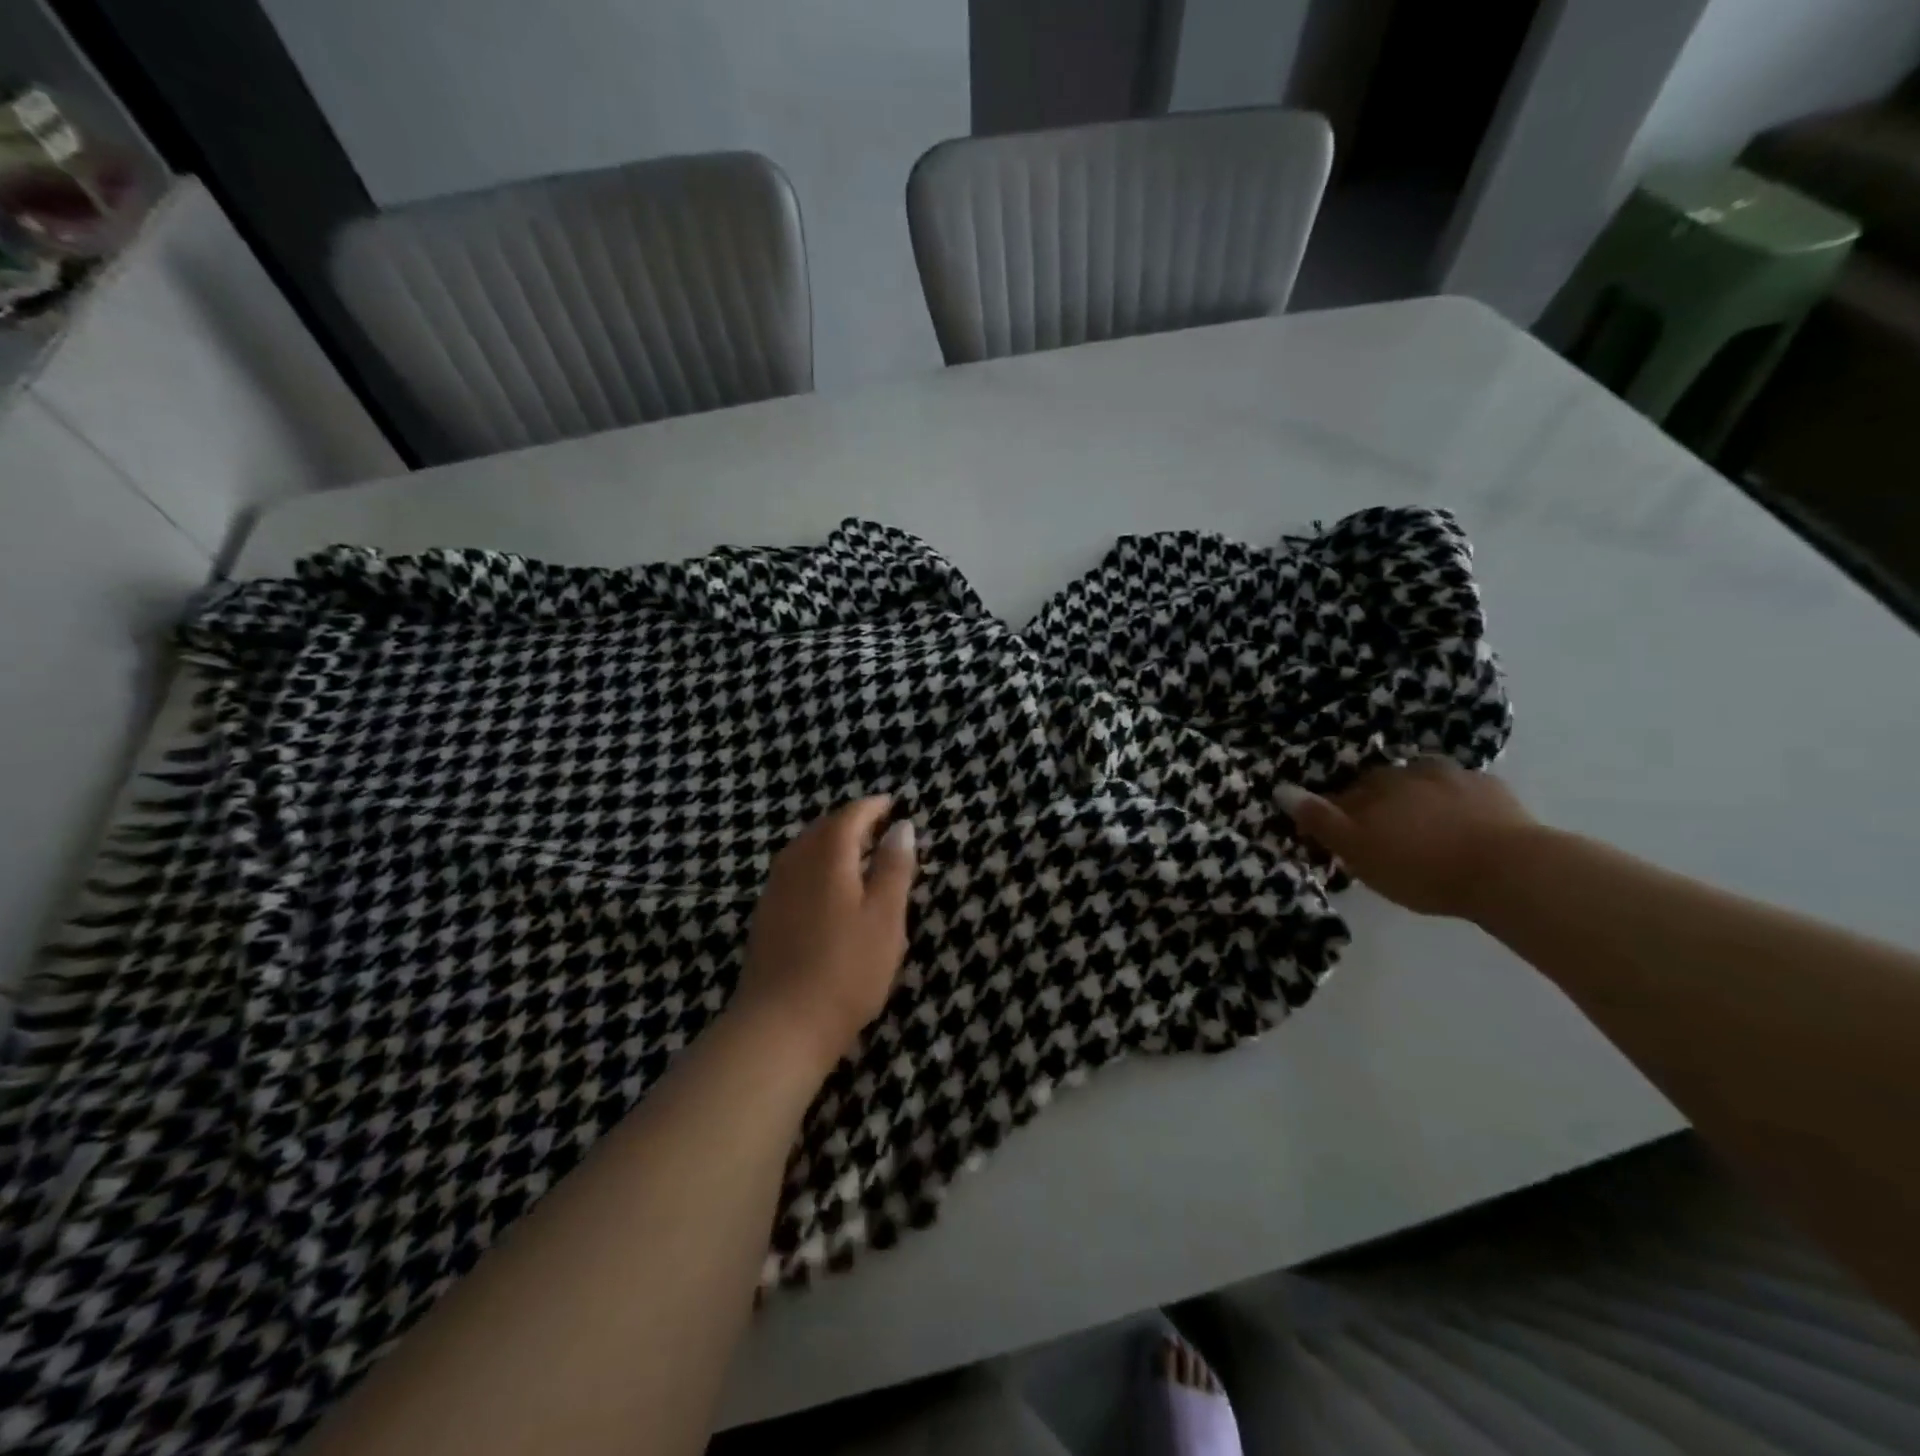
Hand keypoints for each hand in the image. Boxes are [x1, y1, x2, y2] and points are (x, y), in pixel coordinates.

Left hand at [732, 797, 917, 1074]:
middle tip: (879, 828)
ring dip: (831, 845)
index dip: (872, 807)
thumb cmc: (846, 970)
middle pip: (823, 829)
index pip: (850, 816)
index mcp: (827, 856)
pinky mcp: (765, 918)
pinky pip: (794, 873)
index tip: (892, 804)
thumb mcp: (885, 917)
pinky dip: (816, 867)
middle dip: (851, 823)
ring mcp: (774, 891)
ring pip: (804, 851)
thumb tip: (901, 826)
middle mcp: (795, 864)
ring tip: (858, 856)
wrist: (780, 1025)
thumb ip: (894, 868)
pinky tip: (829, 891)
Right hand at [1279, 759, 1538, 918]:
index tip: (1342, 839)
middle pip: (1381, 784)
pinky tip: (1463, 825)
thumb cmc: (1421, 867)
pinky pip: (1463, 791)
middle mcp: (1407, 772)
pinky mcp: (1491, 789)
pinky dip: (1456, 803)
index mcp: (1373, 788)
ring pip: (1422, 782)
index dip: (1337, 815)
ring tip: (1424, 828)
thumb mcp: (1358, 852)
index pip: (1341, 795)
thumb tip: (1281, 788)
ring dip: (1417, 798)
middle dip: (1378, 803)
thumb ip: (1320, 820)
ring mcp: (1452, 777)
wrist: (1509, 871)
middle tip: (1384, 836)